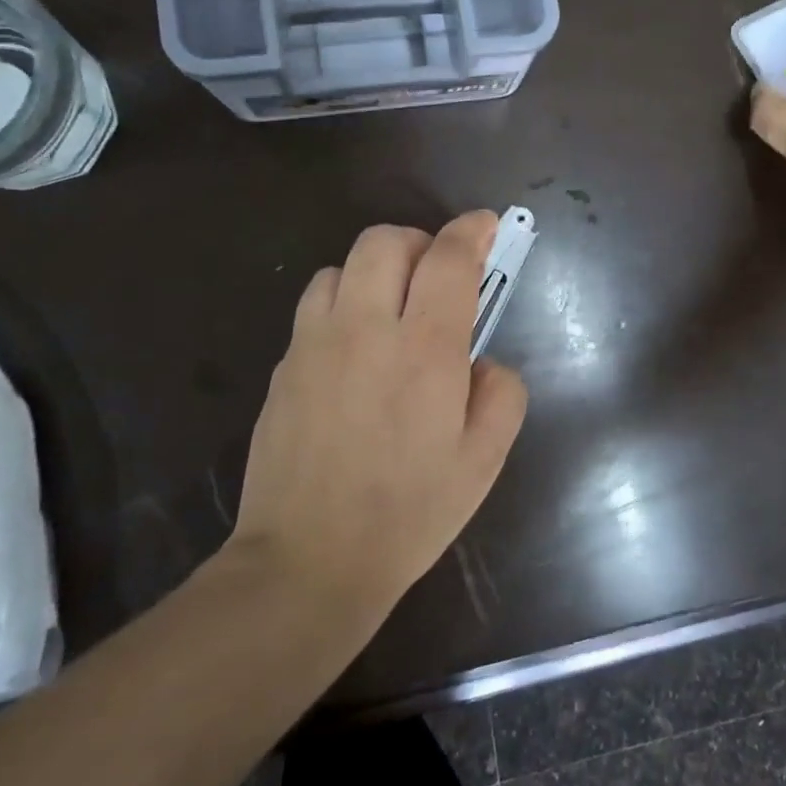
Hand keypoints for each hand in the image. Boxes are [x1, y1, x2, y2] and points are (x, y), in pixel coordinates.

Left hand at [229, 212, 527, 609]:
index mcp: (426, 350)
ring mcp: (314, 344)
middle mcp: (366, 329)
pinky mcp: (284, 366)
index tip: (486, 225)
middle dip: (420, 241)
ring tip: (393, 310)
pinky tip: (355, 349)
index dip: (472, 230)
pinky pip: (314, 306)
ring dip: (376, 271)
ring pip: (341, 266)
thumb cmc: (409, 513)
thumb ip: (501, 392)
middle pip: (385, 241)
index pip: (449, 259)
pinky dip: (343, 303)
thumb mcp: (485, 460)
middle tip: (440, 276)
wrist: (308, 560)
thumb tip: (481, 361)